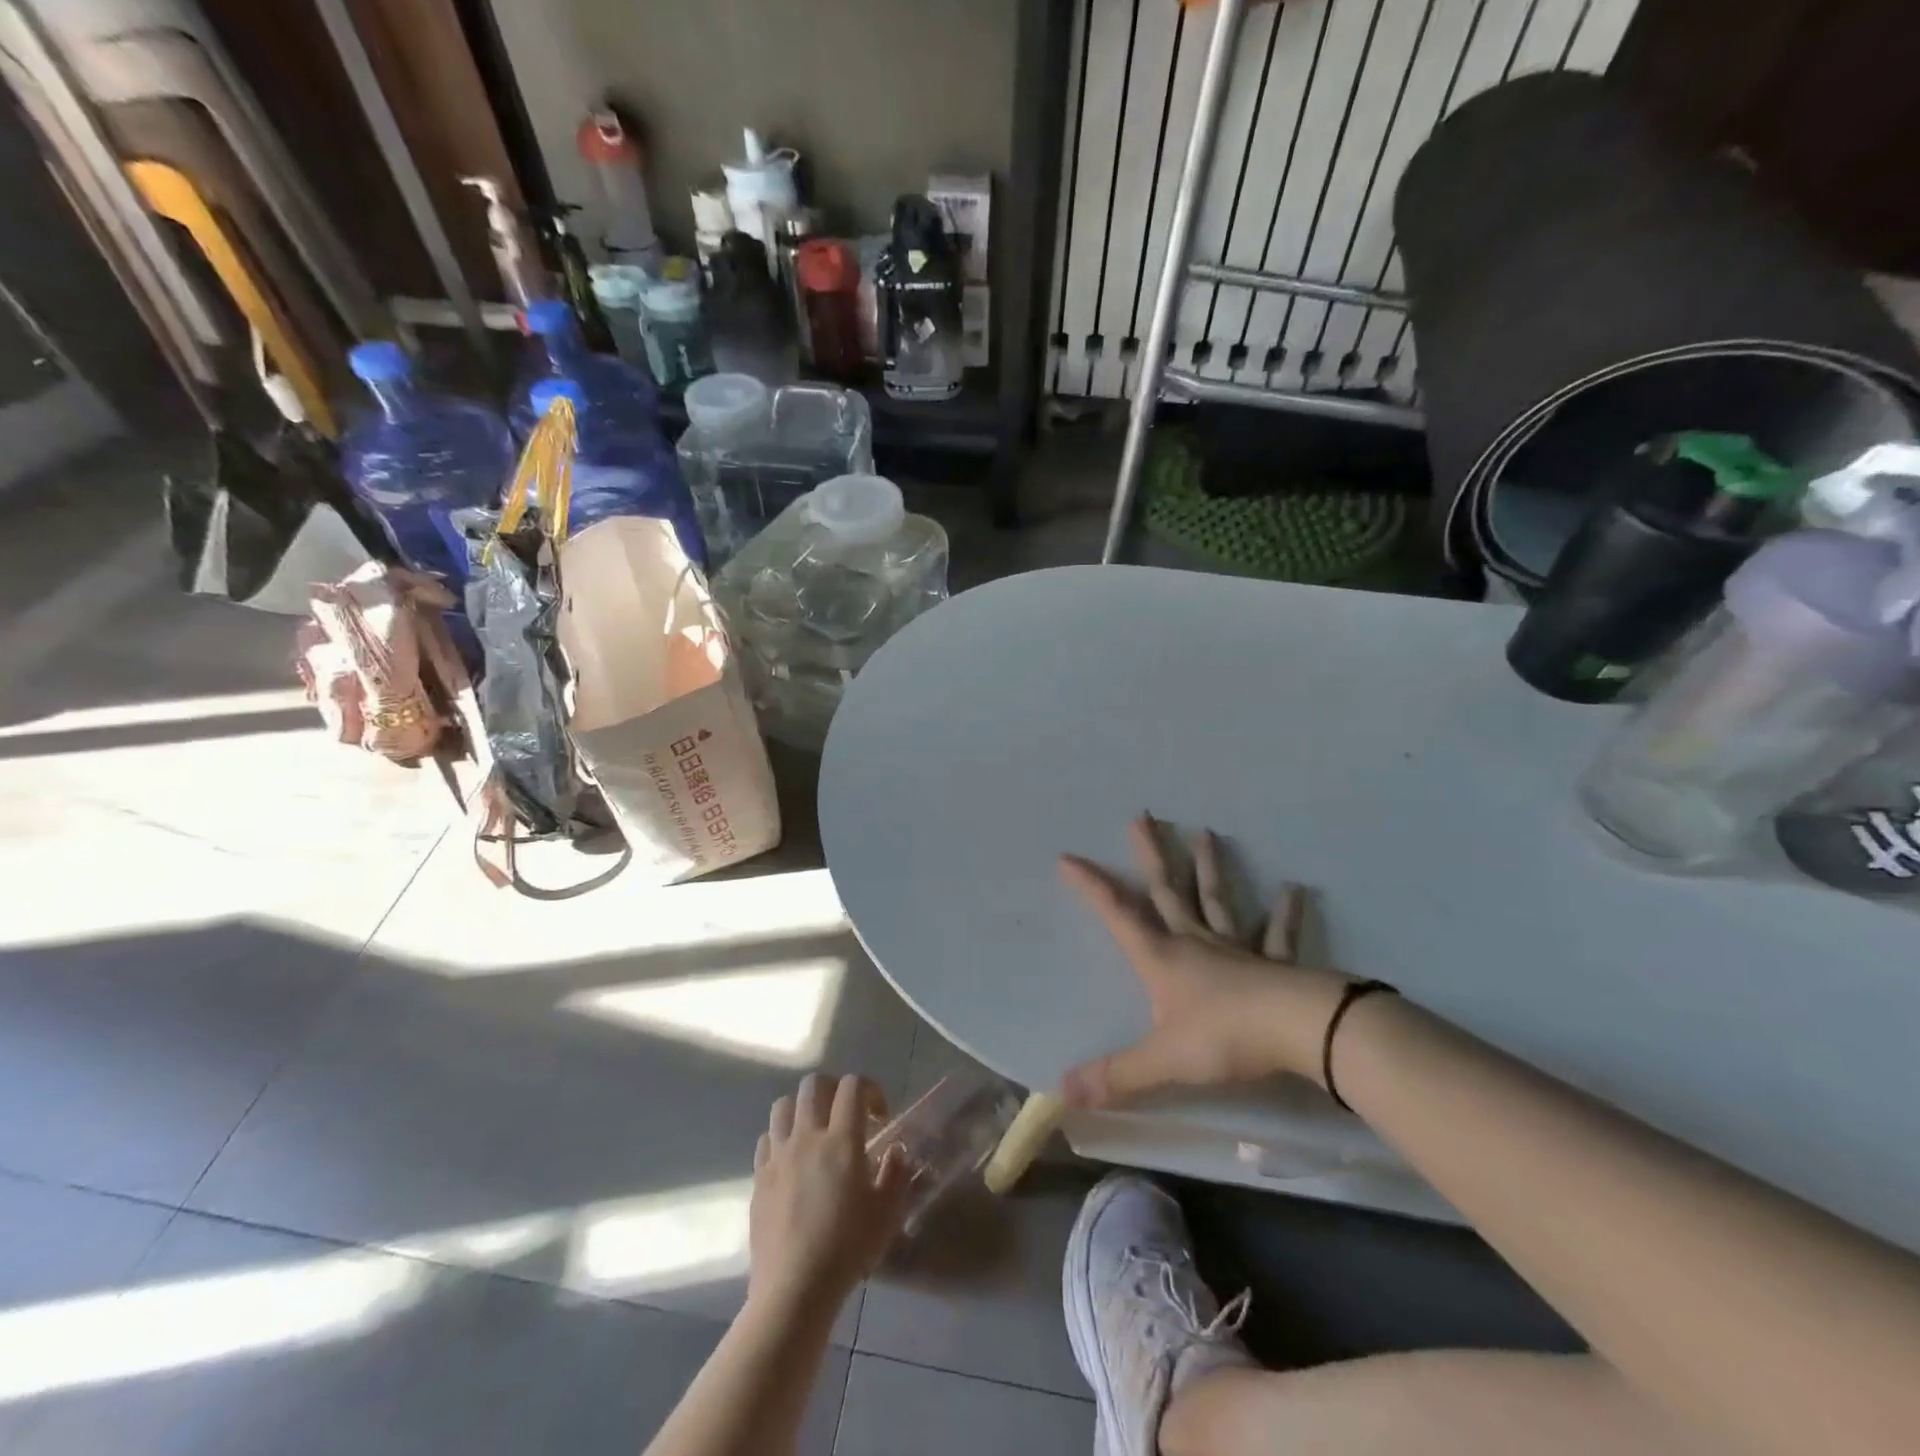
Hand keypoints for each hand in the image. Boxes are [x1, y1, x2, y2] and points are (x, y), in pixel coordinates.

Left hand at [748, 1073, 910, 1316]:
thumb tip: (895, 1151)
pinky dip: (780, 1139)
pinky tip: (791, 1161)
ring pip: (784, 1105)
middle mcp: (807, 1137)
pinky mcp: (759, 1177)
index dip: (870, 1089)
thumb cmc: (847, 1248)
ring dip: (802, 1108)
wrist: (794, 1289)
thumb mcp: (887, 1212)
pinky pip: (767, 1140)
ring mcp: (778, 1155)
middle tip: (846, 1114)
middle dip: (833, 1088)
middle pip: (813, 1084)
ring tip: (815, 1131)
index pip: (853, 1086)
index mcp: (842, 1140)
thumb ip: (895, 1173)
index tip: (879, 1115)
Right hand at [1059, 814, 1352, 1107]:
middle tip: (1144, 815)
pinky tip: (1296, 888)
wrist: (1301, 1031)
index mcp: (1162, 958)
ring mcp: (1236, 948)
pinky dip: (1285, 912)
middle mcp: (1195, 942)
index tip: (1068, 856)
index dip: (1091, 886)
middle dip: (1152, 854)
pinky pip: (1277, 934)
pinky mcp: (1274, 963)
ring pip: (1217, 900)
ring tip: (1207, 833)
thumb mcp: (1162, 1061)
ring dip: (1209, 867)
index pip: (1118, 915)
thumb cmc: (1225, 1038)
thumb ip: (1115, 1077)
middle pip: (1168, 890)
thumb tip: (1061, 1092)